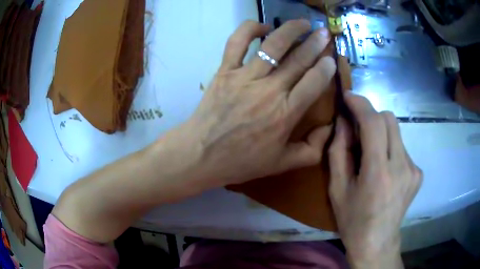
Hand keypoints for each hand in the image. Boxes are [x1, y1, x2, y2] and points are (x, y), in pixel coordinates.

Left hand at [180, 20, 335, 187]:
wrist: (201, 155)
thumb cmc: (242, 161)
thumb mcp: (281, 164)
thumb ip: (311, 150)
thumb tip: (330, 129)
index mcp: (285, 113)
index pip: (313, 82)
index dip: (326, 68)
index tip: (331, 59)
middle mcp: (269, 90)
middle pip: (298, 59)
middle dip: (315, 43)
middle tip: (324, 32)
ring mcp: (245, 77)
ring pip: (272, 45)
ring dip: (290, 30)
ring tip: (302, 23)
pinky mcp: (225, 71)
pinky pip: (237, 43)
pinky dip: (250, 29)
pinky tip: (263, 27)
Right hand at [328, 94, 422, 267]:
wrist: (377, 242)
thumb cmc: (353, 220)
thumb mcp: (337, 188)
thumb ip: (339, 151)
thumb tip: (343, 122)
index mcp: (378, 173)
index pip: (374, 123)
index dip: (361, 104)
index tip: (348, 96)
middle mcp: (402, 167)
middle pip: (389, 119)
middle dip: (371, 116)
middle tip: (358, 130)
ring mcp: (413, 169)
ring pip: (397, 132)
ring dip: (381, 134)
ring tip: (371, 155)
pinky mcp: (418, 173)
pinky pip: (402, 147)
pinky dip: (390, 149)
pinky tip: (384, 169)